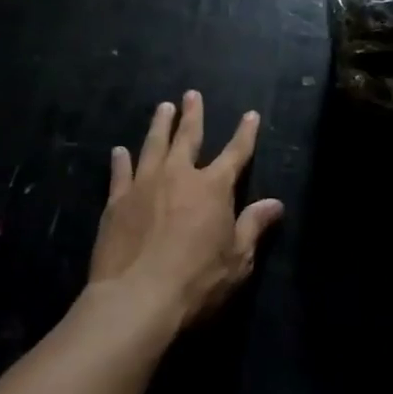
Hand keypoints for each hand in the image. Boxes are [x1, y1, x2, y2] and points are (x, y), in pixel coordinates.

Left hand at [88, 91, 283, 327]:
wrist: (137, 299)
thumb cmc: (197, 281)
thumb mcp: (237, 259)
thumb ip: (254, 226)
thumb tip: (275, 203)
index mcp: (213, 187)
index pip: (236, 153)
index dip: (245, 133)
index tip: (250, 114)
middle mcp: (179, 176)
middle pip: (188, 137)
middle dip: (193, 114)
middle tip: (191, 94)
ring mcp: (144, 185)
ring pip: (153, 146)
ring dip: (159, 125)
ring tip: (162, 108)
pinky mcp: (117, 202)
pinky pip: (120, 173)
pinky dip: (121, 160)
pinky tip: (119, 151)